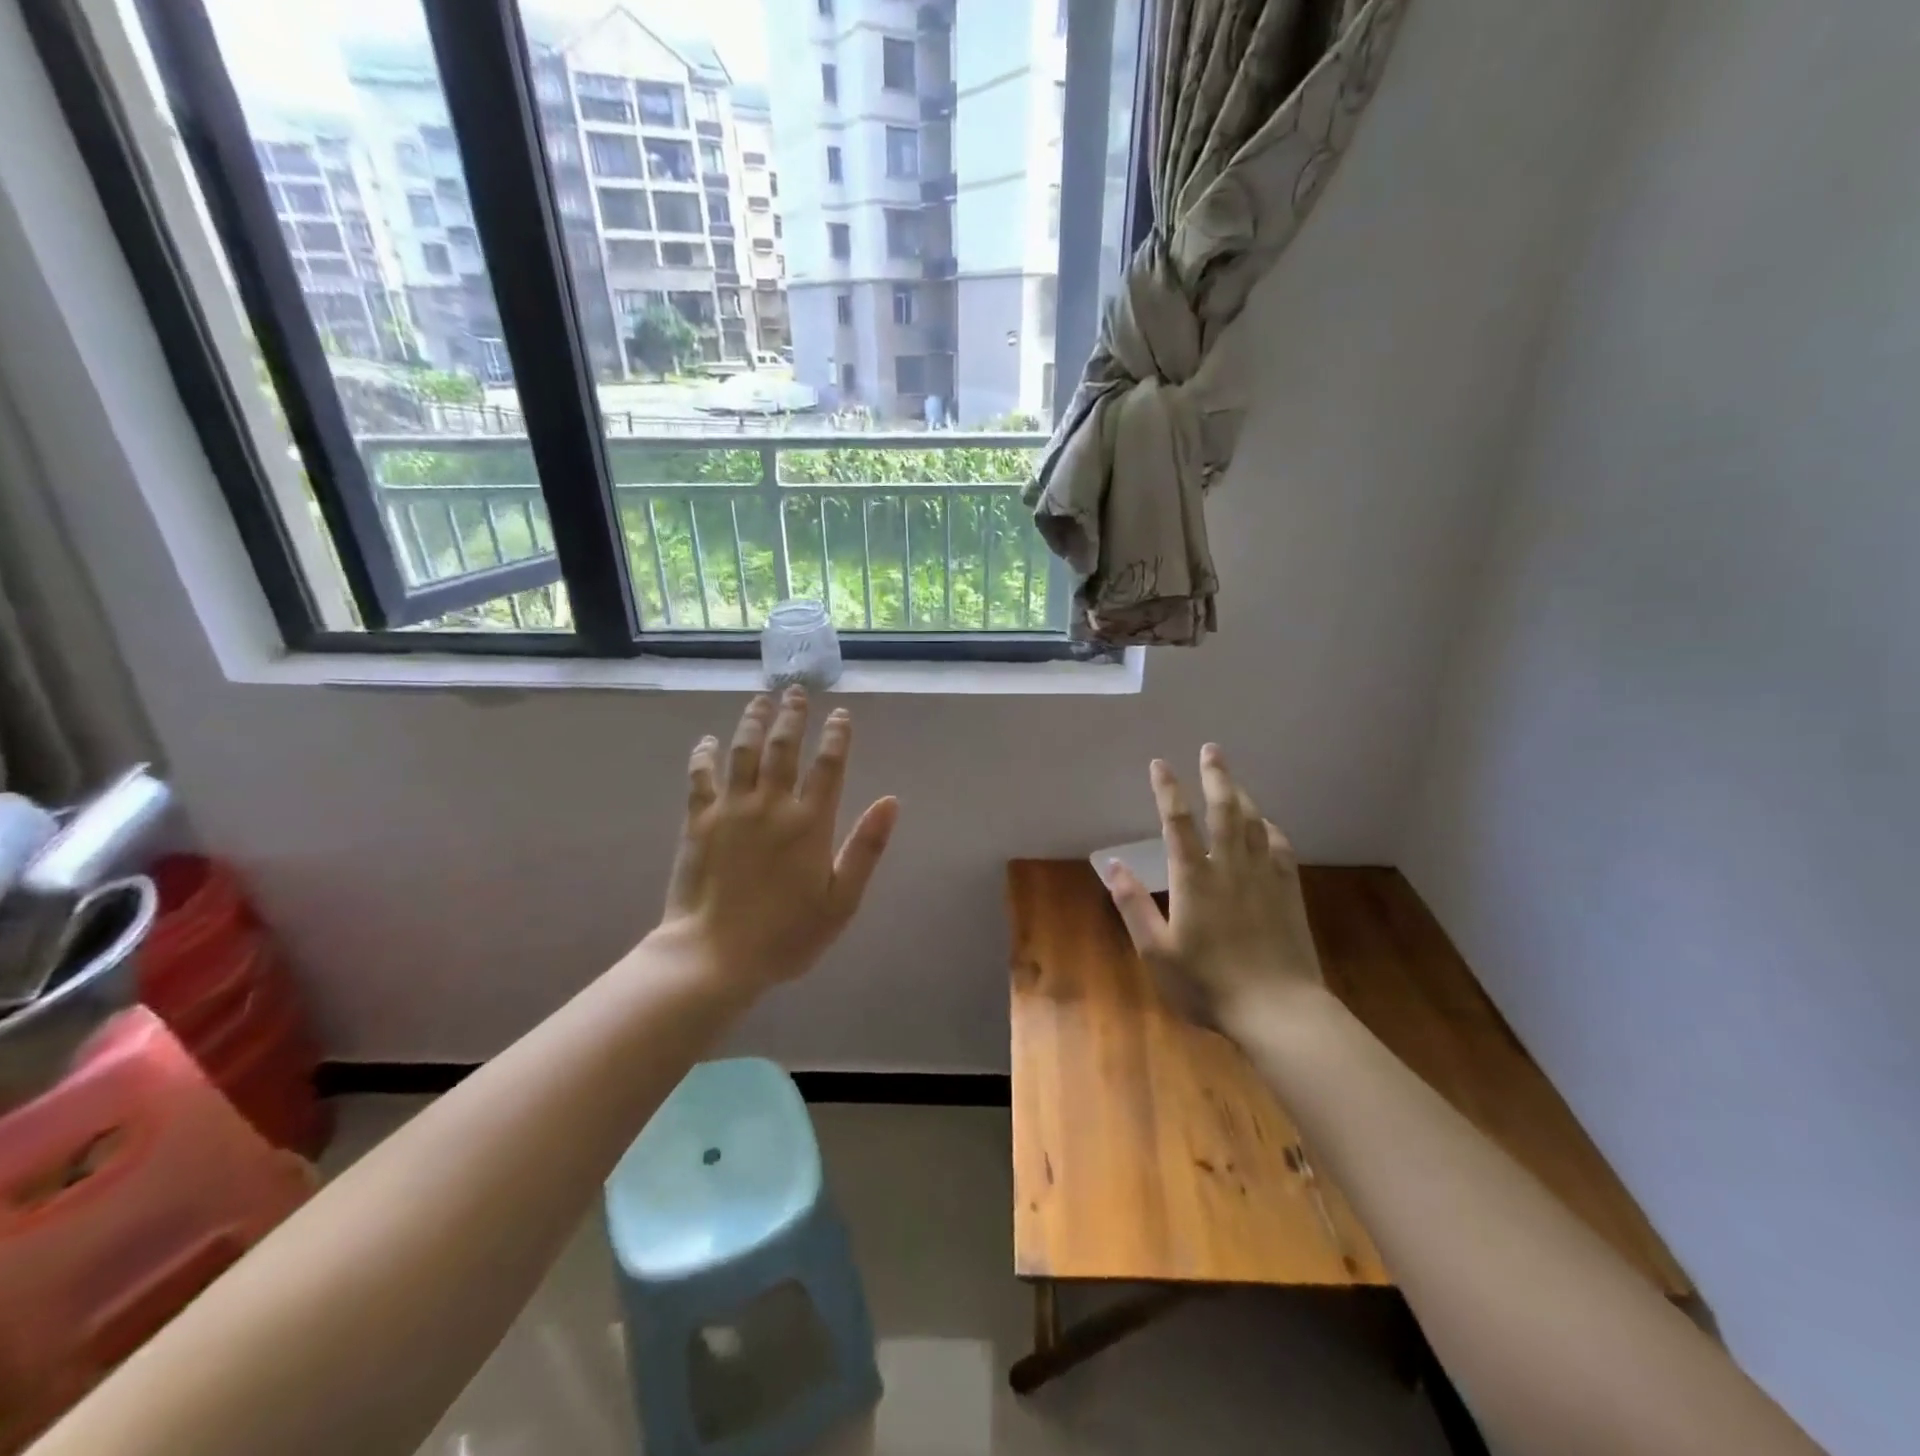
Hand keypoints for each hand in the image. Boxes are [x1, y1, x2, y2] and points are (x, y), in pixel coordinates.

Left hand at [652, 690, 898, 993]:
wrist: (714, 956)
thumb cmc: (786, 935)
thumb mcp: (841, 900)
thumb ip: (866, 848)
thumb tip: (891, 801)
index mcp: (810, 823)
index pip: (828, 766)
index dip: (837, 736)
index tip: (841, 714)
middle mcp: (771, 804)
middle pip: (784, 746)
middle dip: (793, 715)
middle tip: (796, 691)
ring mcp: (731, 809)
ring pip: (744, 751)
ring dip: (753, 721)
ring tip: (760, 699)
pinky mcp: (698, 821)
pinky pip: (701, 777)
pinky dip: (704, 755)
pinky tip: (707, 740)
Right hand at [1105, 744, 1323, 1028]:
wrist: (1279, 1010)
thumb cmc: (1209, 984)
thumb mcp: (1157, 952)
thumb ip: (1133, 905)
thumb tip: (1112, 865)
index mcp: (1194, 877)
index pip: (1177, 821)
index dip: (1168, 789)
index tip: (1160, 763)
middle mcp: (1230, 866)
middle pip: (1224, 809)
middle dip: (1216, 776)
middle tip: (1211, 749)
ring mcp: (1264, 877)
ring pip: (1254, 822)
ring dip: (1242, 794)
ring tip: (1232, 778)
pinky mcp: (1288, 892)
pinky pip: (1280, 847)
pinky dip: (1270, 828)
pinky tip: (1266, 825)